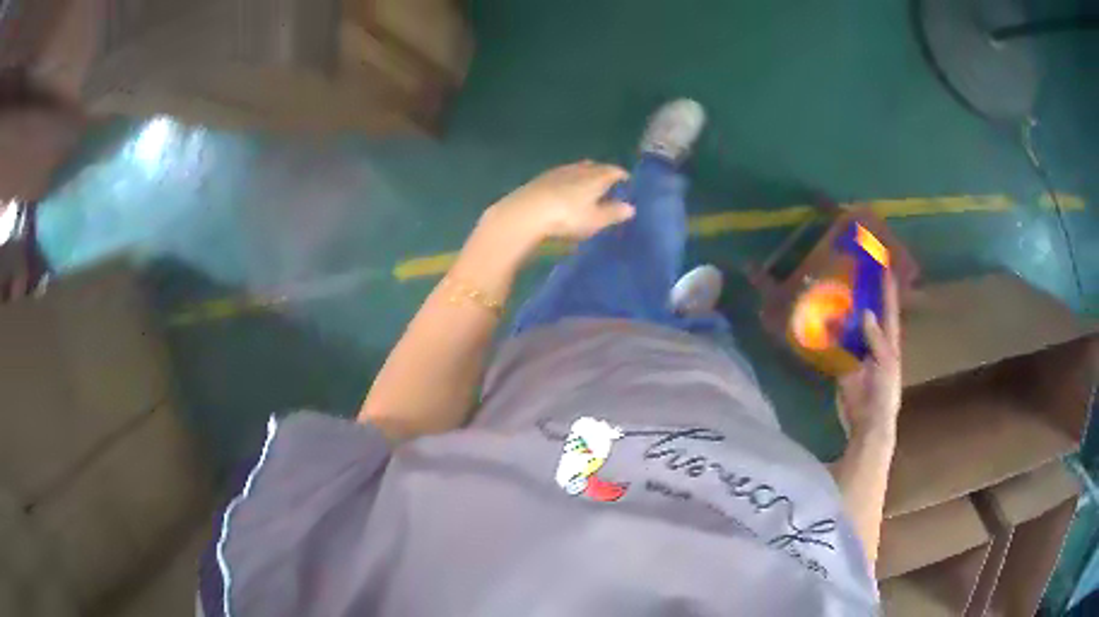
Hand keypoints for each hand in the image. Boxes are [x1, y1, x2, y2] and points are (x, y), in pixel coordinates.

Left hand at [481, 161, 635, 245]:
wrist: (526, 212)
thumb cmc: (568, 217)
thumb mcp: (595, 220)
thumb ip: (613, 213)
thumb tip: (631, 208)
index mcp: (596, 177)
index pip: (613, 171)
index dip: (621, 175)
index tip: (627, 180)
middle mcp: (579, 169)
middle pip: (594, 167)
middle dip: (602, 172)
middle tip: (608, 181)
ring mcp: (558, 172)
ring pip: (576, 169)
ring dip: (584, 174)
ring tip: (587, 184)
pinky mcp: (541, 179)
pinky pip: (561, 175)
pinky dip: (568, 179)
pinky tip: (565, 188)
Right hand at [837, 274, 900, 438]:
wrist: (867, 423)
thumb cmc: (883, 394)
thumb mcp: (886, 365)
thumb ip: (877, 340)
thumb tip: (866, 312)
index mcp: (889, 342)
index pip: (889, 310)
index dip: (887, 289)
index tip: (883, 264)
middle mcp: (873, 342)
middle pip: (868, 313)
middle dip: (862, 294)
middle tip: (852, 271)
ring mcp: (857, 353)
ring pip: (850, 327)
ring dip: (842, 311)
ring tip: (831, 289)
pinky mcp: (842, 364)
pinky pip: (835, 344)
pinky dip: (828, 333)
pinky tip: (818, 319)